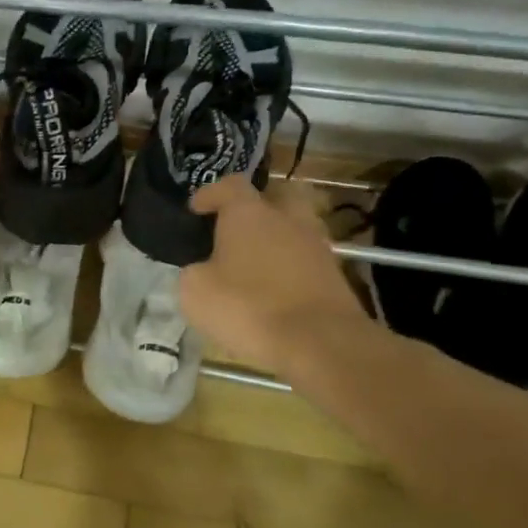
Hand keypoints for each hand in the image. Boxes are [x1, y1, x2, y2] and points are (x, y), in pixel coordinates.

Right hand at [178, 178, 366, 377]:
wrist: (319, 342)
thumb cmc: (247, 306)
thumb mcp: (195, 292)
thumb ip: (193, 271)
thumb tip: (202, 270)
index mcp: (249, 213)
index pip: (230, 185)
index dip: (210, 193)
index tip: (196, 209)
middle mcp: (287, 219)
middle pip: (278, 194)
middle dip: (258, 204)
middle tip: (237, 225)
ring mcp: (316, 246)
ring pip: (296, 227)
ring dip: (277, 237)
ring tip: (255, 261)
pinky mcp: (334, 276)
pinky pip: (305, 259)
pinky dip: (289, 266)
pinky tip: (273, 287)